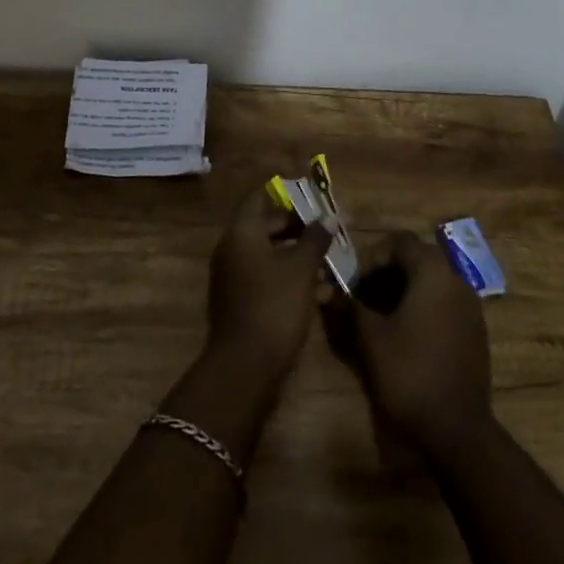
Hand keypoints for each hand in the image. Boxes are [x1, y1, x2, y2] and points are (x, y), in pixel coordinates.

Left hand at [205, 189, 331, 379]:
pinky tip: (319, 294)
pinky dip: (289, 280)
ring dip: (298, 258)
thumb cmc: (274, 306)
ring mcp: (234, 277)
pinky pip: (267, 279)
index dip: (285, 194)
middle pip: (267, 227)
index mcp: (242, 232)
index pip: (259, 197)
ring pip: (270, 256)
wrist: (245, 369)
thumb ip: (315, 239)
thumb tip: (329, 216)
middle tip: (328, 233)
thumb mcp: (301, 269)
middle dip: (299, 230)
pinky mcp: (241, 303)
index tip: (310, 196)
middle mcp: (233, 249)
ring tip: (330, 265)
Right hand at [349, 231, 491, 455]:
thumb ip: (351, 306)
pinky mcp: (475, 329)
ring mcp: (470, 304)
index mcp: (432, 270)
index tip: (353, 282)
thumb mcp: (371, 337)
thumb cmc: (410, 374)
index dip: (371, 256)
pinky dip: (422, 305)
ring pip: (431, 280)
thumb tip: (332, 292)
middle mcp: (455, 277)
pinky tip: (406, 333)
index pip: (398, 241)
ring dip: (403, 288)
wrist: (459, 431)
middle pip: (415, 257)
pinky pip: (444, 301)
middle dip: (386, 271)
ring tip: (380, 315)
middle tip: (363, 295)